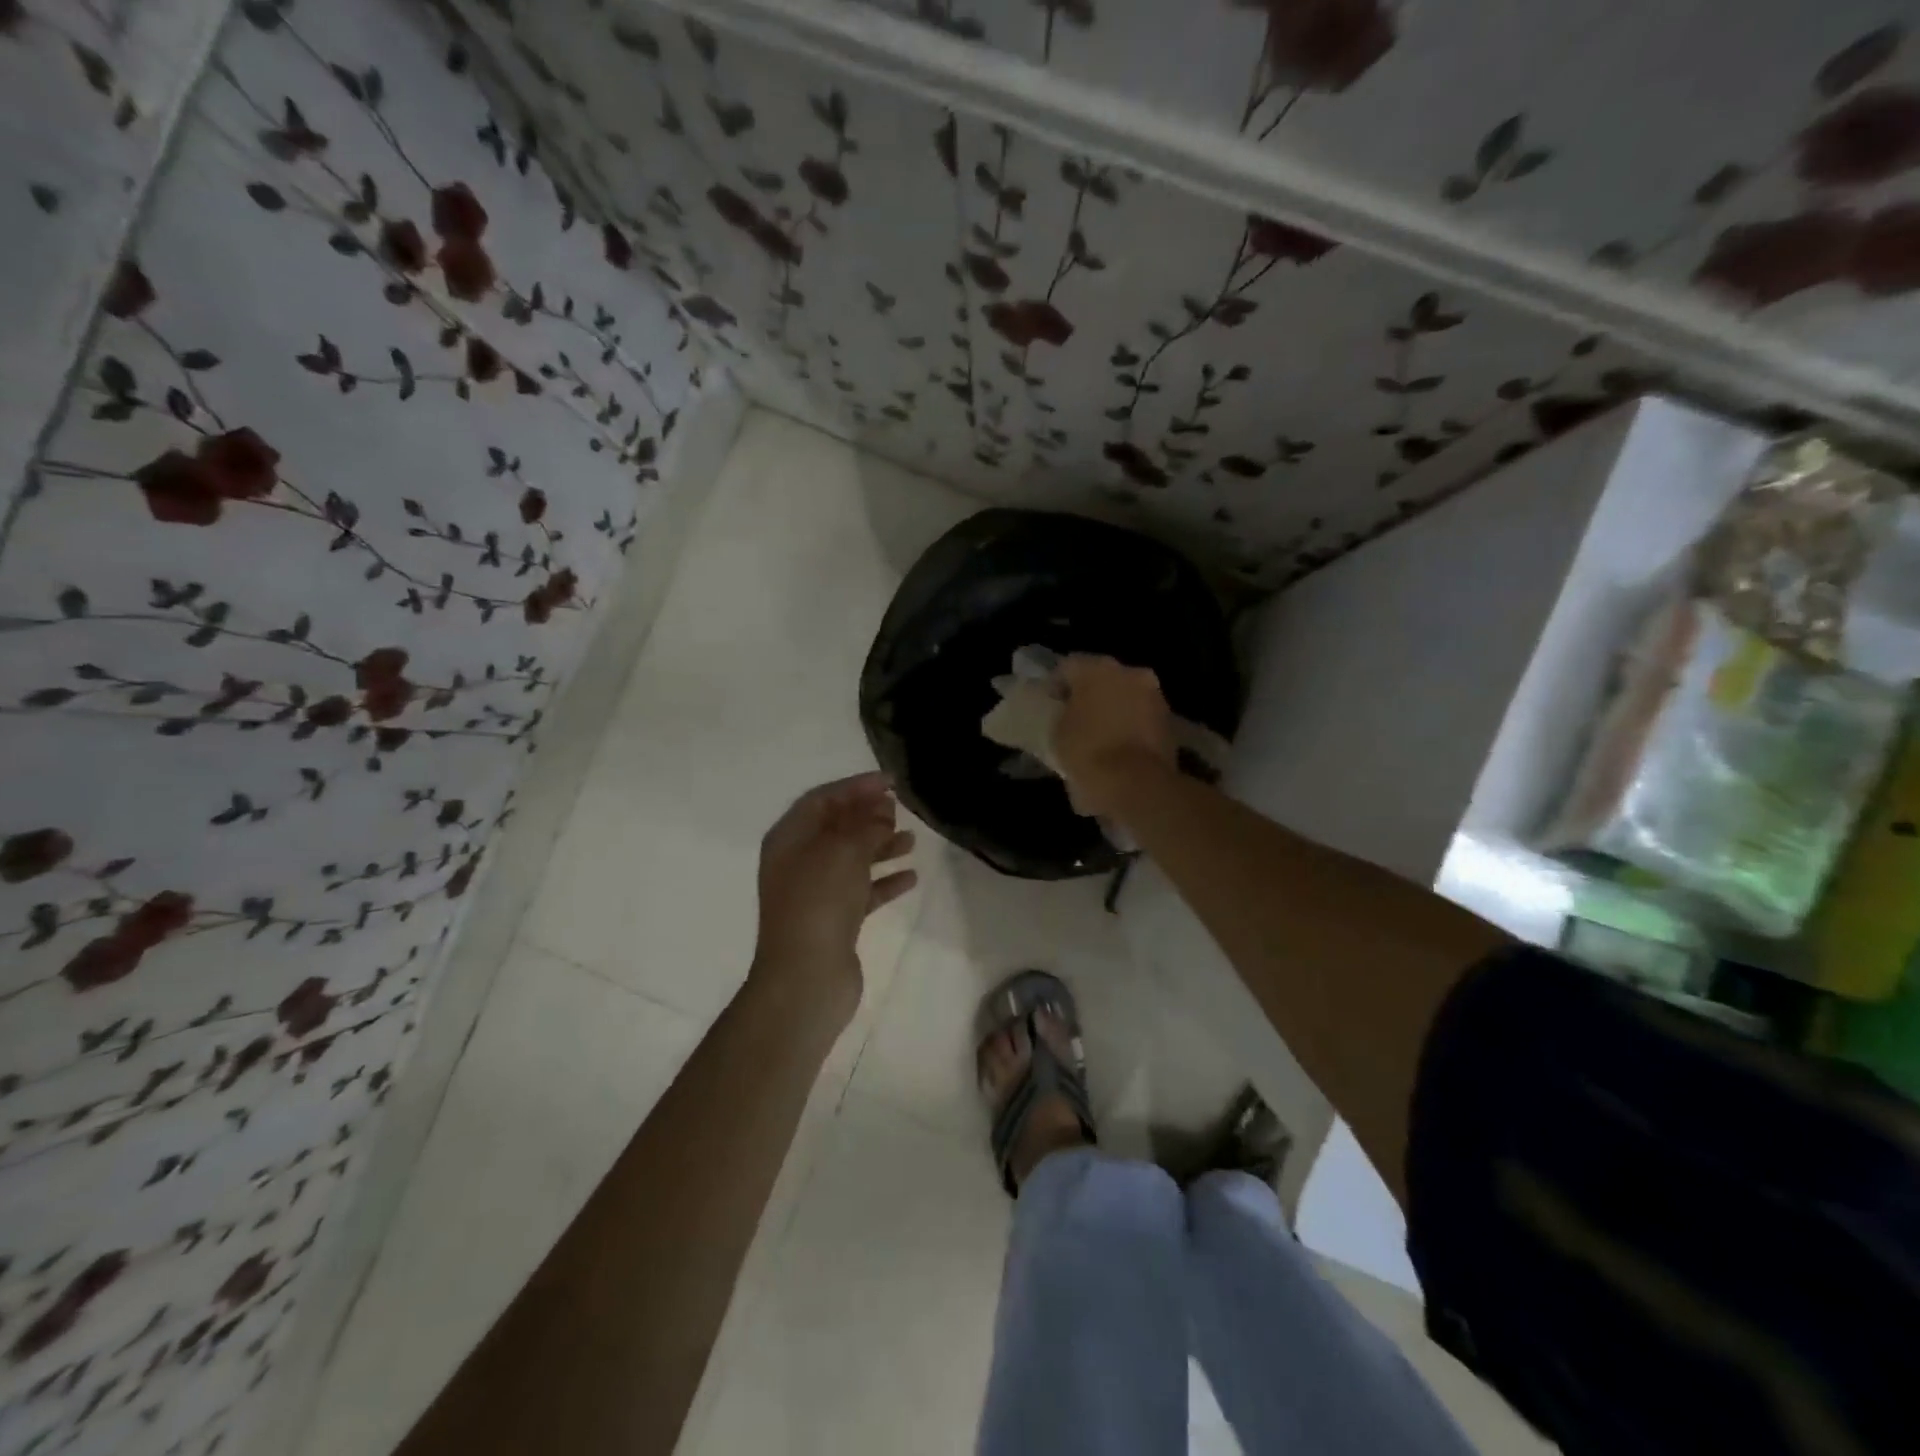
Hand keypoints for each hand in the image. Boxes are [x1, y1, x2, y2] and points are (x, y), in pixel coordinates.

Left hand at [750, 772, 916, 1026]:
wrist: (806, 978)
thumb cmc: (819, 902)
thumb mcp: (843, 851)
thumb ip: (865, 824)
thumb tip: (882, 809)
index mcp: (789, 839)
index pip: (822, 799)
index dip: (855, 787)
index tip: (891, 782)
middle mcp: (798, 862)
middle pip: (836, 828)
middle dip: (868, 815)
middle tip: (899, 809)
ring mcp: (815, 893)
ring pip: (851, 859)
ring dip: (880, 847)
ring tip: (911, 840)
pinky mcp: (833, 921)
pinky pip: (861, 891)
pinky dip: (884, 881)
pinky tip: (911, 877)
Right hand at [1052, 655, 1177, 818]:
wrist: (1136, 785)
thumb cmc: (1087, 752)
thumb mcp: (1057, 733)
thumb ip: (1062, 714)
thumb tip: (1069, 714)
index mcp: (1097, 668)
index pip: (1068, 666)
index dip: (1056, 685)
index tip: (1050, 705)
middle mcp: (1130, 672)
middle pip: (1103, 677)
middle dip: (1090, 693)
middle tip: (1076, 717)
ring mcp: (1154, 695)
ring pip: (1126, 695)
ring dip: (1114, 708)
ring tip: (1099, 734)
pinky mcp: (1169, 721)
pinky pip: (1142, 716)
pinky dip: (1131, 725)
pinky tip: (1119, 745)